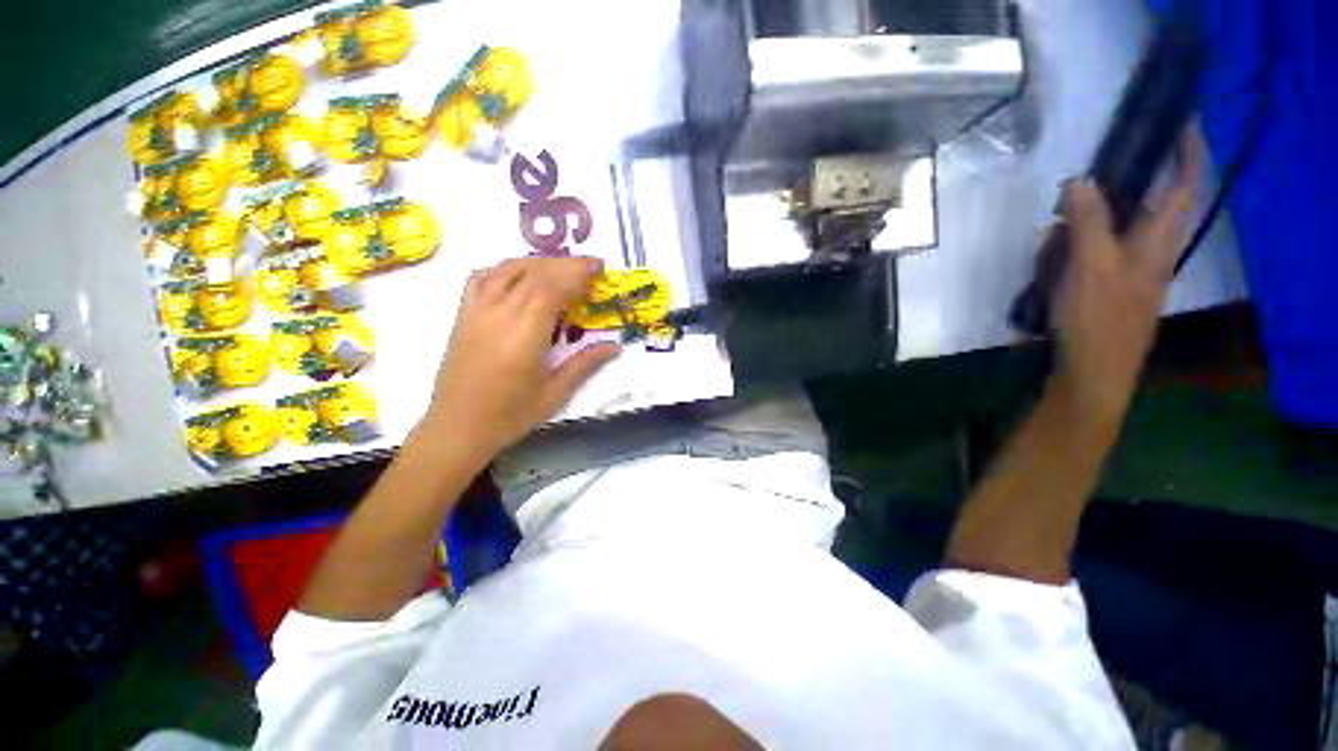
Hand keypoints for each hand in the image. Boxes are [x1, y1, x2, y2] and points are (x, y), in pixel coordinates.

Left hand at [420, 256, 619, 460]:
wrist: (457, 428)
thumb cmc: (510, 416)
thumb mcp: (554, 394)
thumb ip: (584, 364)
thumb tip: (615, 345)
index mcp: (524, 336)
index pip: (552, 289)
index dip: (577, 273)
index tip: (598, 267)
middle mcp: (499, 315)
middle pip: (534, 273)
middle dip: (566, 264)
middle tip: (590, 265)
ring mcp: (477, 311)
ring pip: (508, 270)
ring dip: (539, 262)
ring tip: (562, 267)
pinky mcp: (463, 315)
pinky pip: (482, 278)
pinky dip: (506, 268)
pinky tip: (520, 275)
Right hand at [1053, 145, 1198, 425]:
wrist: (1090, 374)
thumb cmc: (1097, 320)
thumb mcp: (1091, 267)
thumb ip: (1088, 222)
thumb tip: (1080, 181)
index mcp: (1156, 243)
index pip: (1181, 189)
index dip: (1188, 156)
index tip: (1187, 124)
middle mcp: (1149, 254)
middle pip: (1133, 210)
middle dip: (1098, 203)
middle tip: (1062, 208)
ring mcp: (1126, 274)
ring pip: (1103, 237)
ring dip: (1072, 237)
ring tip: (1045, 254)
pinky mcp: (1105, 291)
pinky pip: (1086, 261)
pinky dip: (1065, 259)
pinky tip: (1045, 273)